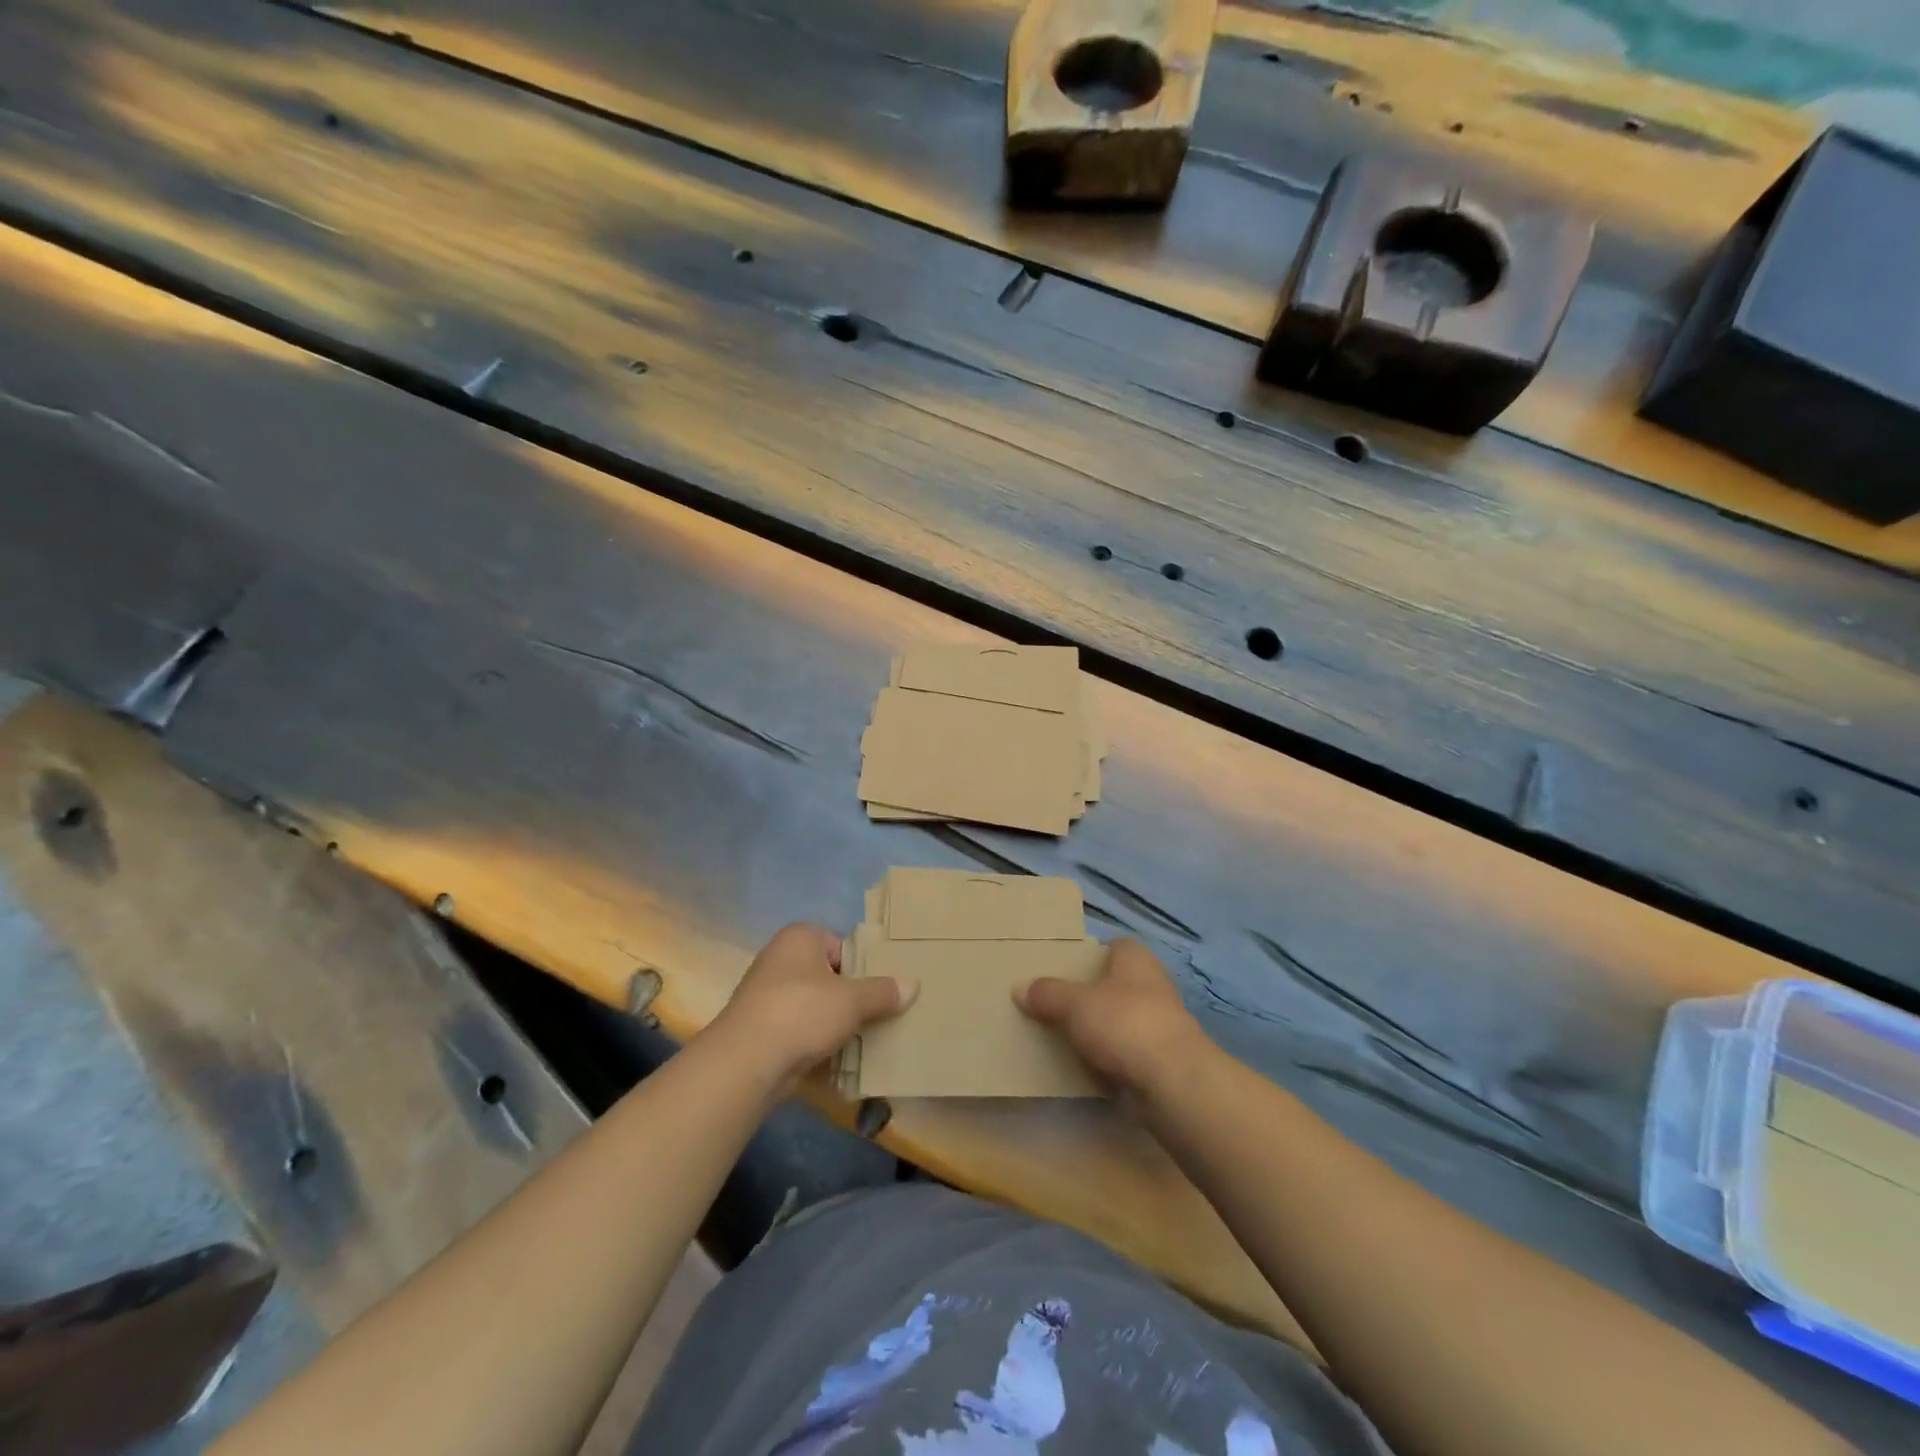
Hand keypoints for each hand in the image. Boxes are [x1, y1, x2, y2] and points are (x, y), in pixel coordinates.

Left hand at [709, 923, 916, 1096]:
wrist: (746, 1062)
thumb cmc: (802, 1012)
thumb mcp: (853, 1000)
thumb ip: (883, 991)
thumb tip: (913, 985)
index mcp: (800, 937)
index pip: (842, 945)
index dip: (863, 966)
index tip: (882, 989)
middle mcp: (780, 959)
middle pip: (829, 975)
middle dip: (851, 996)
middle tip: (880, 1014)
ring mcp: (767, 995)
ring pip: (815, 1005)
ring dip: (835, 1022)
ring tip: (864, 1038)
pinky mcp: (762, 1030)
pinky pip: (800, 1030)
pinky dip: (817, 1041)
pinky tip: (838, 1058)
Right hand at [1016, 938, 1211, 1098]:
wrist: (1173, 1082)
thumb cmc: (1125, 1023)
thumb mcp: (1075, 1003)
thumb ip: (1048, 994)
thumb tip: (1020, 988)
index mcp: (1136, 959)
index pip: (1114, 946)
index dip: (1090, 953)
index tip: (1063, 966)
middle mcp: (1151, 986)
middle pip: (1113, 983)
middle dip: (1087, 993)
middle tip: (1051, 1001)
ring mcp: (1157, 1025)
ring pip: (1117, 1020)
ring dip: (1095, 1028)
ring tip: (1058, 1033)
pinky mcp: (1157, 1061)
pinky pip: (1122, 1052)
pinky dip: (1104, 1058)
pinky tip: (1079, 1065)